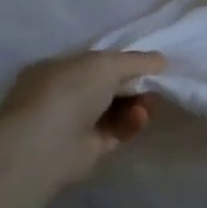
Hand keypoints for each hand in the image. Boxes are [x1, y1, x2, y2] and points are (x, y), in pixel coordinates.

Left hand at [0, 50, 167, 186]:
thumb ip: (137, 60)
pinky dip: (132, 123)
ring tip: (148, 105)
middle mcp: (64, 94)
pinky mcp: (90, 147)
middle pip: (111, 86)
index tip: (152, 65)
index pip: (97, 62)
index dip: (125, 62)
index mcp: (58, 69)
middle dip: (136, 84)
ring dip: (138, 104)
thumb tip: (162, 61)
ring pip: (118, 109)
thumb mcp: (106, 63)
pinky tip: (138, 118)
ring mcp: (75, 122)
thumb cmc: (68, 92)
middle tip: (156, 85)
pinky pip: (118, 130)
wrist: (44, 144)